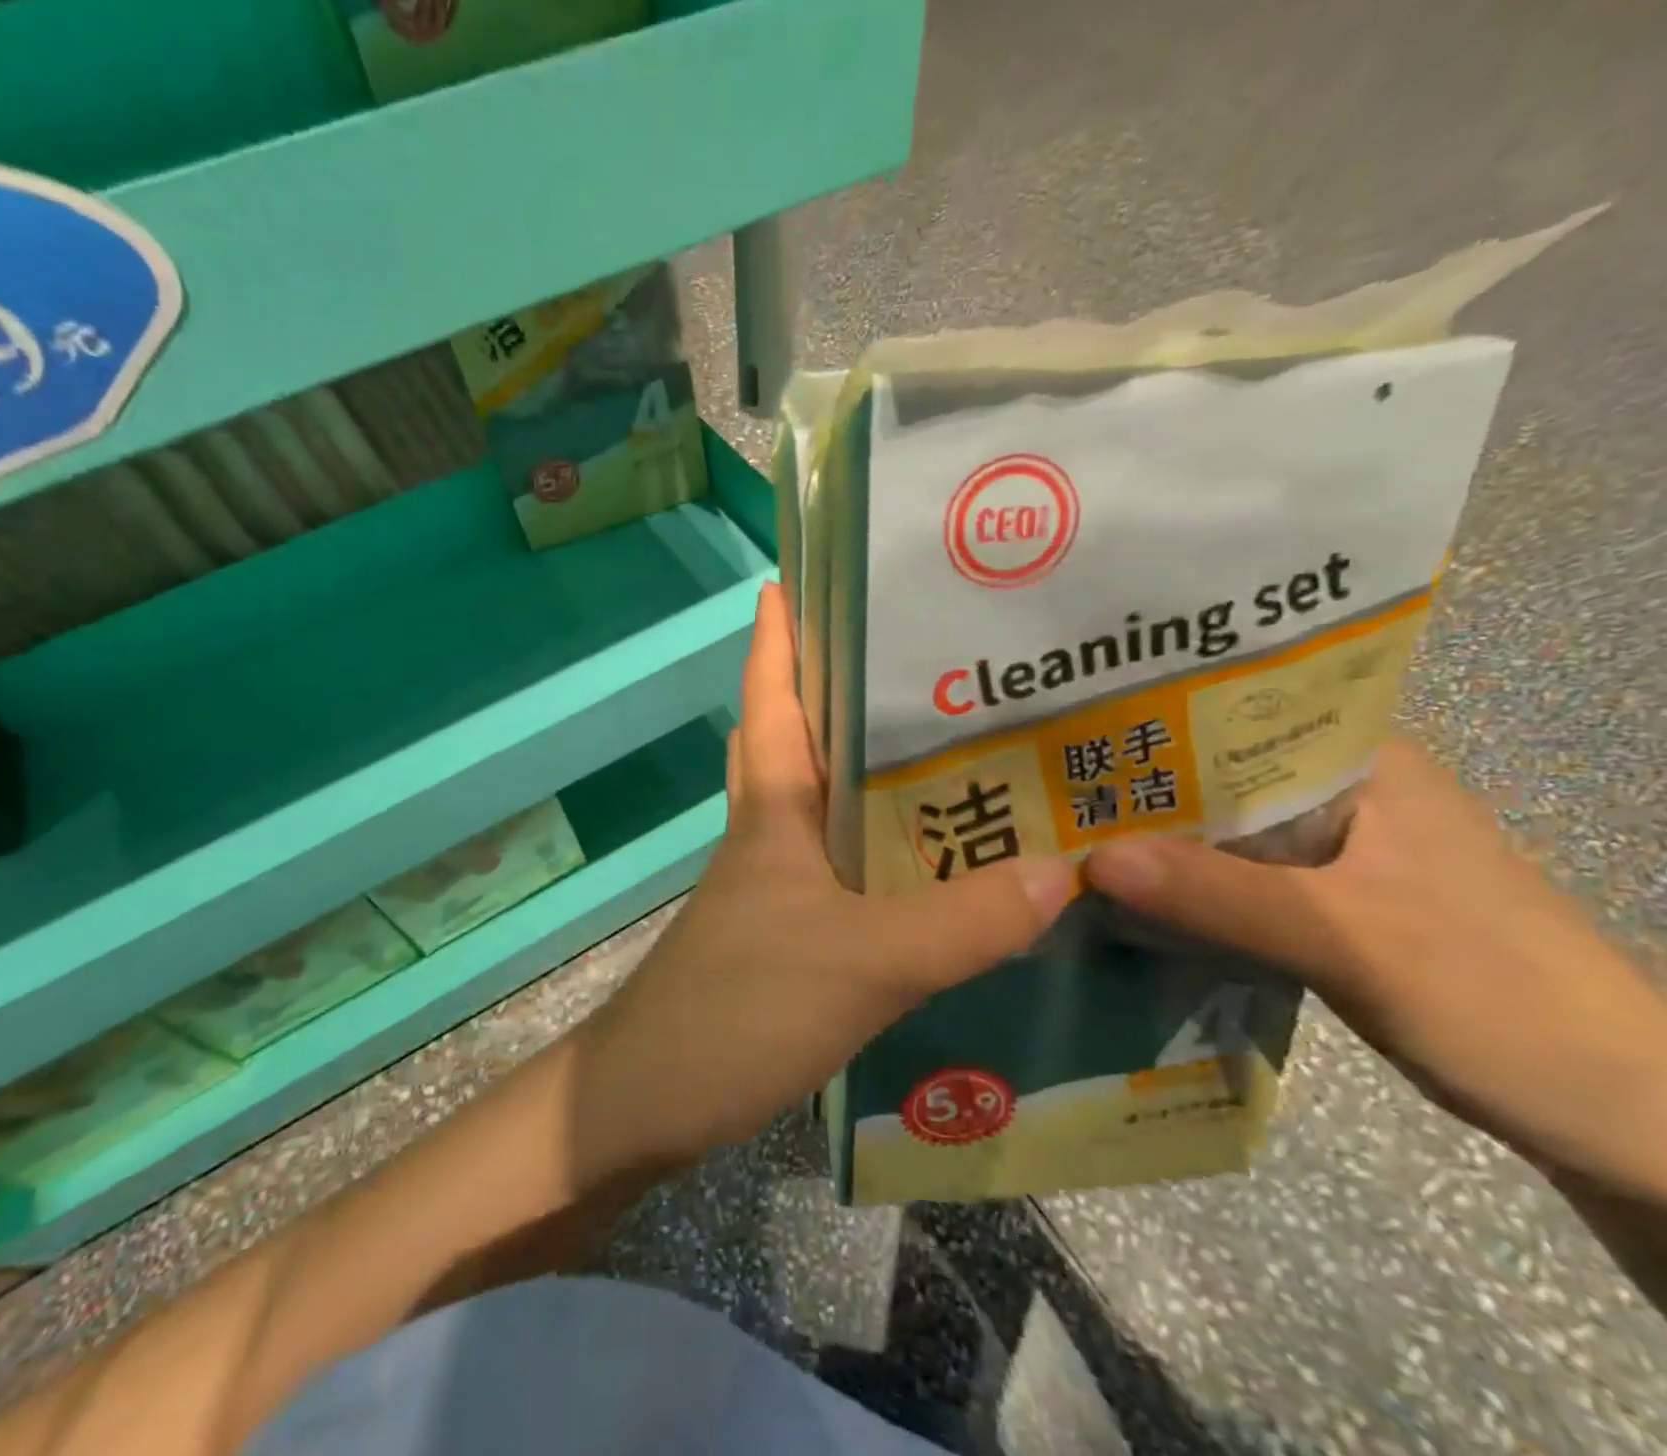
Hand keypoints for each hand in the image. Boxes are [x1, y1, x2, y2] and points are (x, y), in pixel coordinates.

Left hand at [574, 583, 1076, 1167]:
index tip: (799, 574)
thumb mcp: (860, 961)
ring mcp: (773, 884)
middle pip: (799, 737)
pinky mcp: (786, 933)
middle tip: (921, 654)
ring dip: (870, 772)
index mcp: (772, 808)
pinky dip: (880, 851)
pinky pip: (840, 869)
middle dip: (841, 689)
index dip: (779, 633)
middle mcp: (769, 831)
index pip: (770, 696)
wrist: (647, 1100)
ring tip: (954, 745)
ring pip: (823, 803)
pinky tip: (935, 864)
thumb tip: (1065, 871)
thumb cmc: (735, 1008)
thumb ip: (961, 921)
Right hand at [1087, 739, 1666, 1201]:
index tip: (1065, 727)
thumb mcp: (1356, 942)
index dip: (1150, 715)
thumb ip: (1224, 898)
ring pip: (1218, 828)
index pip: (1237, 712)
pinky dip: (1180, 882)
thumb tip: (1090, 858)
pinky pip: (1229, 876)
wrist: (1620, 1120)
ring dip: (1153, 836)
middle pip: (1215, 773)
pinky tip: (1122, 891)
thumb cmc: (1503, 1002)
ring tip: (1060, 831)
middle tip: (1038, 786)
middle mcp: (1343, 794)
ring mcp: (1333, 852)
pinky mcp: (1323, 902)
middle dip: (1135, 781)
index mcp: (1365, 764)